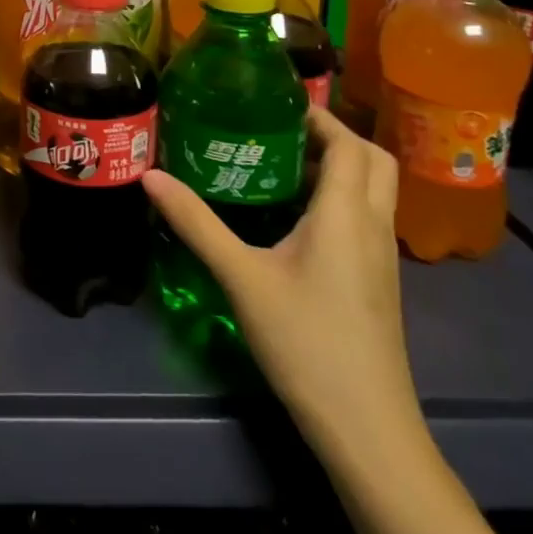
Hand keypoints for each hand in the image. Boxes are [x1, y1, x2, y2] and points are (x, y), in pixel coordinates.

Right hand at [144, 107, 420, 459]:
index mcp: (347, 214)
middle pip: (373, 160)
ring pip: (373, 190)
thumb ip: (196, 223)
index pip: (349, 144)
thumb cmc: (306, 342)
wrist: (367, 429)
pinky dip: (339, 198)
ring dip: (337, 166)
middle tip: (279, 131)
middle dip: (333, 135)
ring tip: (278, 164)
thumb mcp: (241, 277)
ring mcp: (382, 257)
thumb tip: (150, 176)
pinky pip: (365, 217)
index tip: (273, 104)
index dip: (318, 117)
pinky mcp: (377, 281)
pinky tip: (293, 217)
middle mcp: (373, 226)